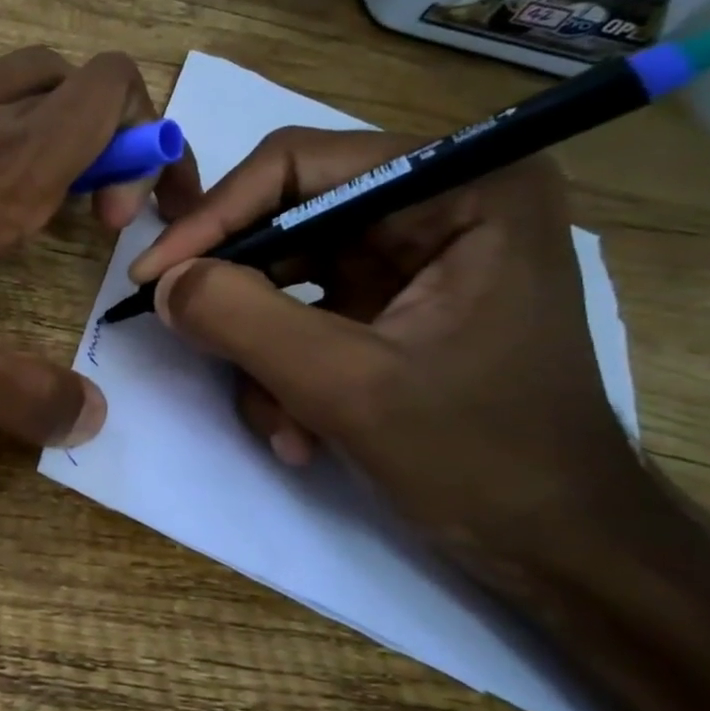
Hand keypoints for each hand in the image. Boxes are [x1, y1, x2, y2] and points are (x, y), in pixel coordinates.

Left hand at [0, 47, 199, 446]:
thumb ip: (6, 393)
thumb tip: (87, 416)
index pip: (118, 98)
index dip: (155, 149)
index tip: (127, 226)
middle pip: (84, 79)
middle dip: (119, 138)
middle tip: (89, 218)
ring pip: (25, 72)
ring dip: (57, 120)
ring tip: (33, 195)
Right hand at [129, 126, 648, 579]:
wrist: (556, 546)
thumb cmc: (483, 458)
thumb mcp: (347, 386)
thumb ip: (242, 319)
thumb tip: (162, 282)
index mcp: (463, 188)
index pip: (300, 164)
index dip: (216, 216)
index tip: (153, 275)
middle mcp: (437, 204)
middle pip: (284, 219)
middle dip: (242, 298)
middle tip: (189, 338)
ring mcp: (411, 257)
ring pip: (282, 274)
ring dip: (261, 350)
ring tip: (279, 420)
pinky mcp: (389, 302)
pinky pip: (299, 313)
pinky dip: (281, 369)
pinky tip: (298, 429)